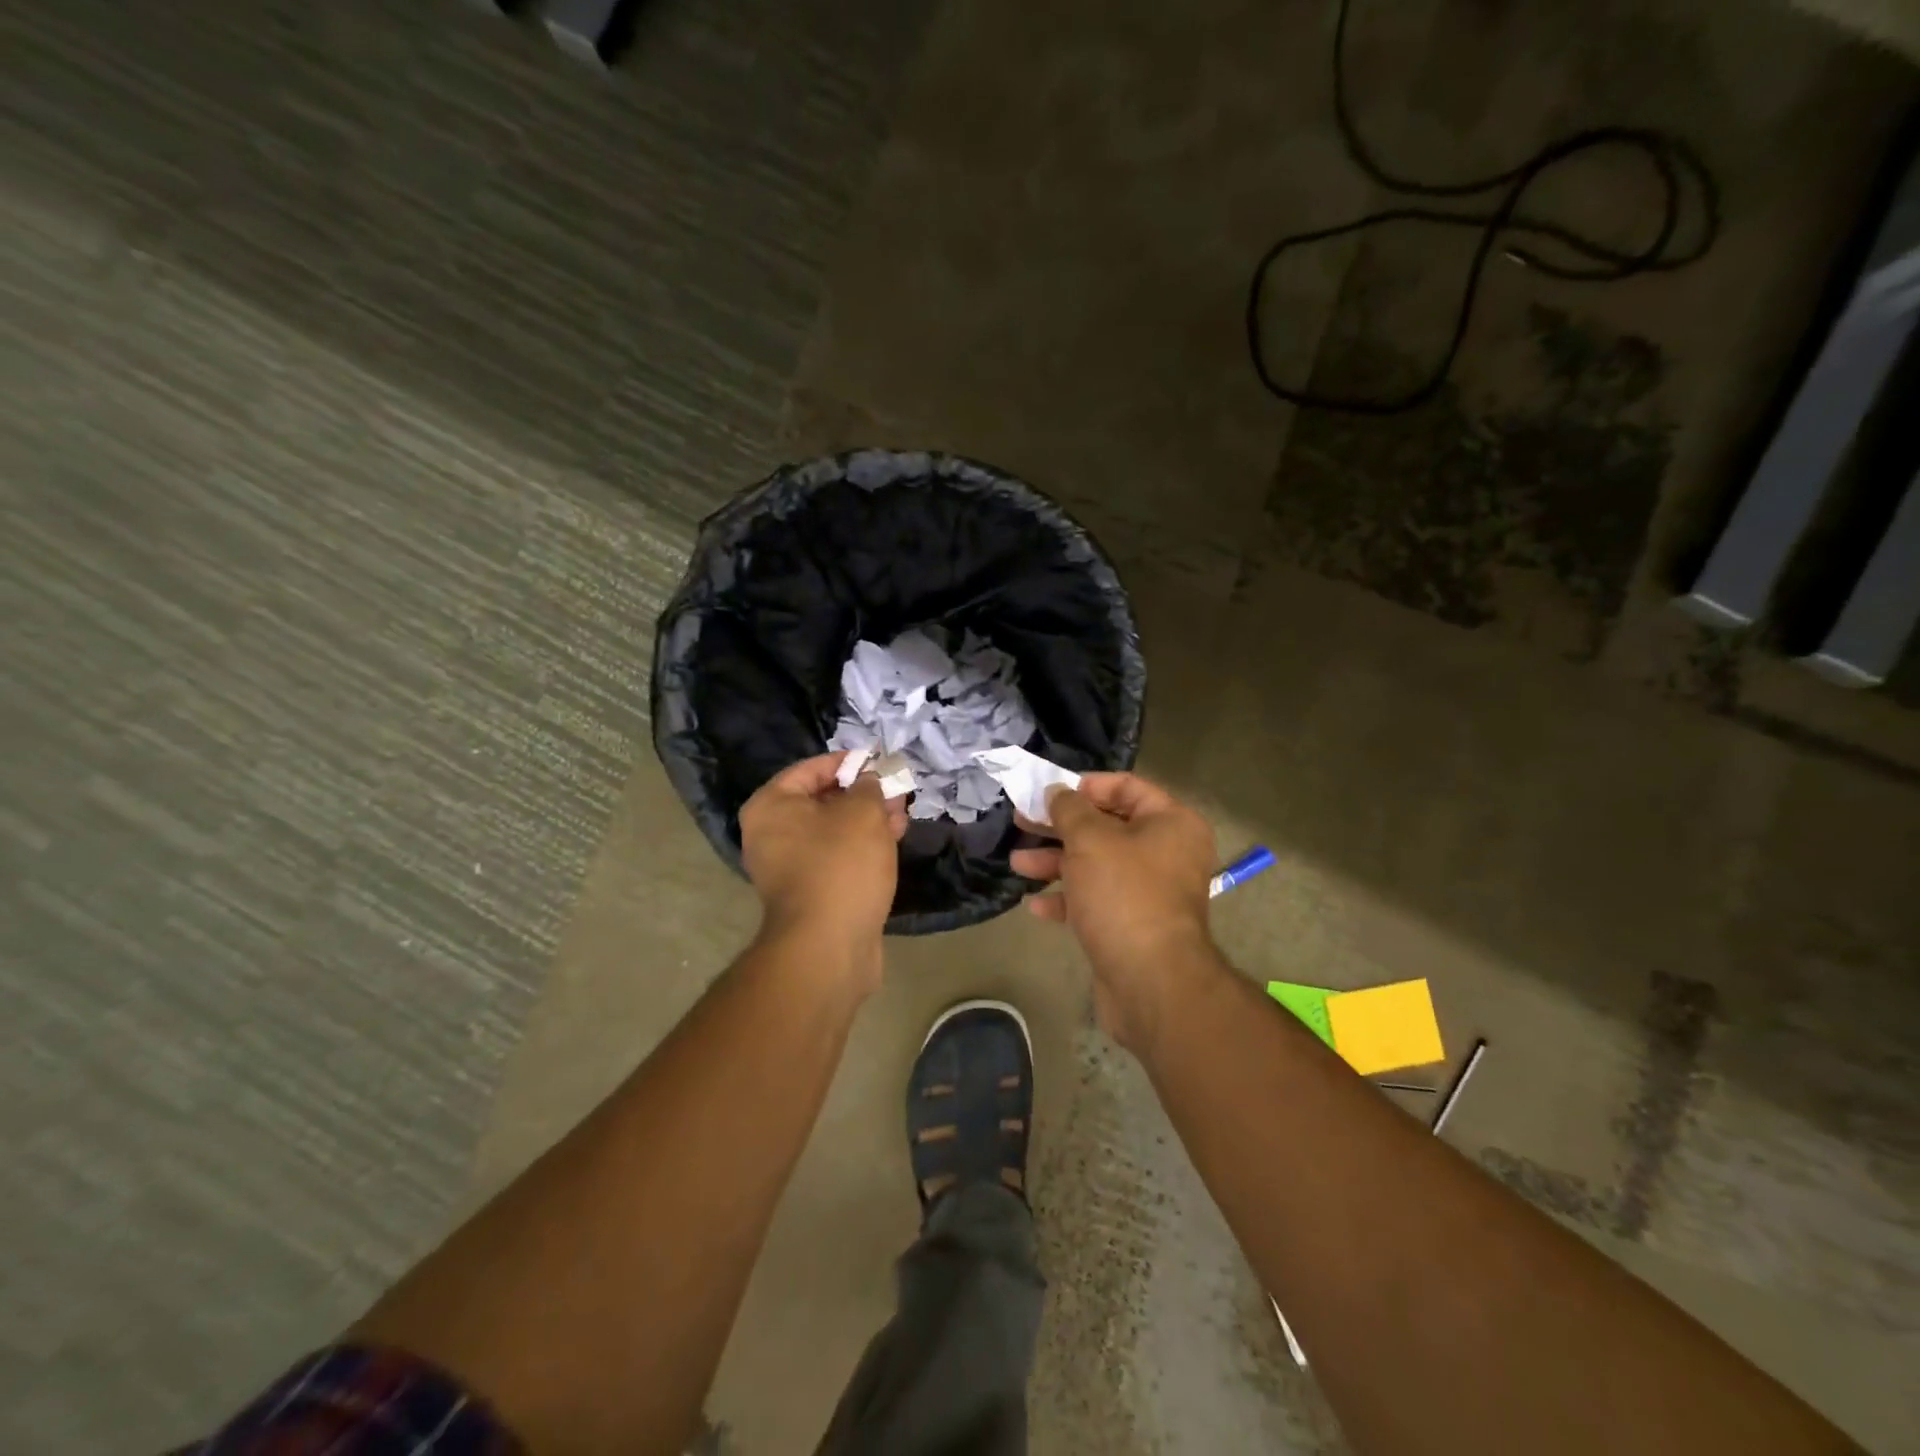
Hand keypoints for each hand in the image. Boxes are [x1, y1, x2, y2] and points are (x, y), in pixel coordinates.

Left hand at [739, 753, 906, 984]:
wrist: (829, 946)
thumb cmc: (840, 865)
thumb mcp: (862, 812)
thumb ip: (869, 787)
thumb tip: (870, 780)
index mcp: (771, 807)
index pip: (810, 769)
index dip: (848, 762)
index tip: (880, 762)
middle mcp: (771, 834)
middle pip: (822, 800)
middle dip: (863, 794)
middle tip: (896, 790)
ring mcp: (788, 867)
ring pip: (833, 831)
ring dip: (867, 820)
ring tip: (901, 814)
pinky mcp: (810, 893)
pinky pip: (836, 857)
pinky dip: (862, 847)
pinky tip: (892, 840)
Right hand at [1011, 771, 1221, 1049]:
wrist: (1151, 982)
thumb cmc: (1123, 895)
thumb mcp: (1089, 840)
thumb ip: (1069, 810)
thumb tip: (1057, 792)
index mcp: (1170, 823)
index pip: (1127, 787)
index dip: (1086, 786)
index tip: (1050, 792)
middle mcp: (1166, 853)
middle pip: (1107, 827)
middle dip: (1061, 826)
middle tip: (1022, 822)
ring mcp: (1150, 892)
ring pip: (1097, 866)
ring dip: (1056, 863)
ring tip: (1017, 864)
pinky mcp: (1133, 926)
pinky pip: (1097, 901)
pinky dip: (1068, 899)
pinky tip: (1036, 906)